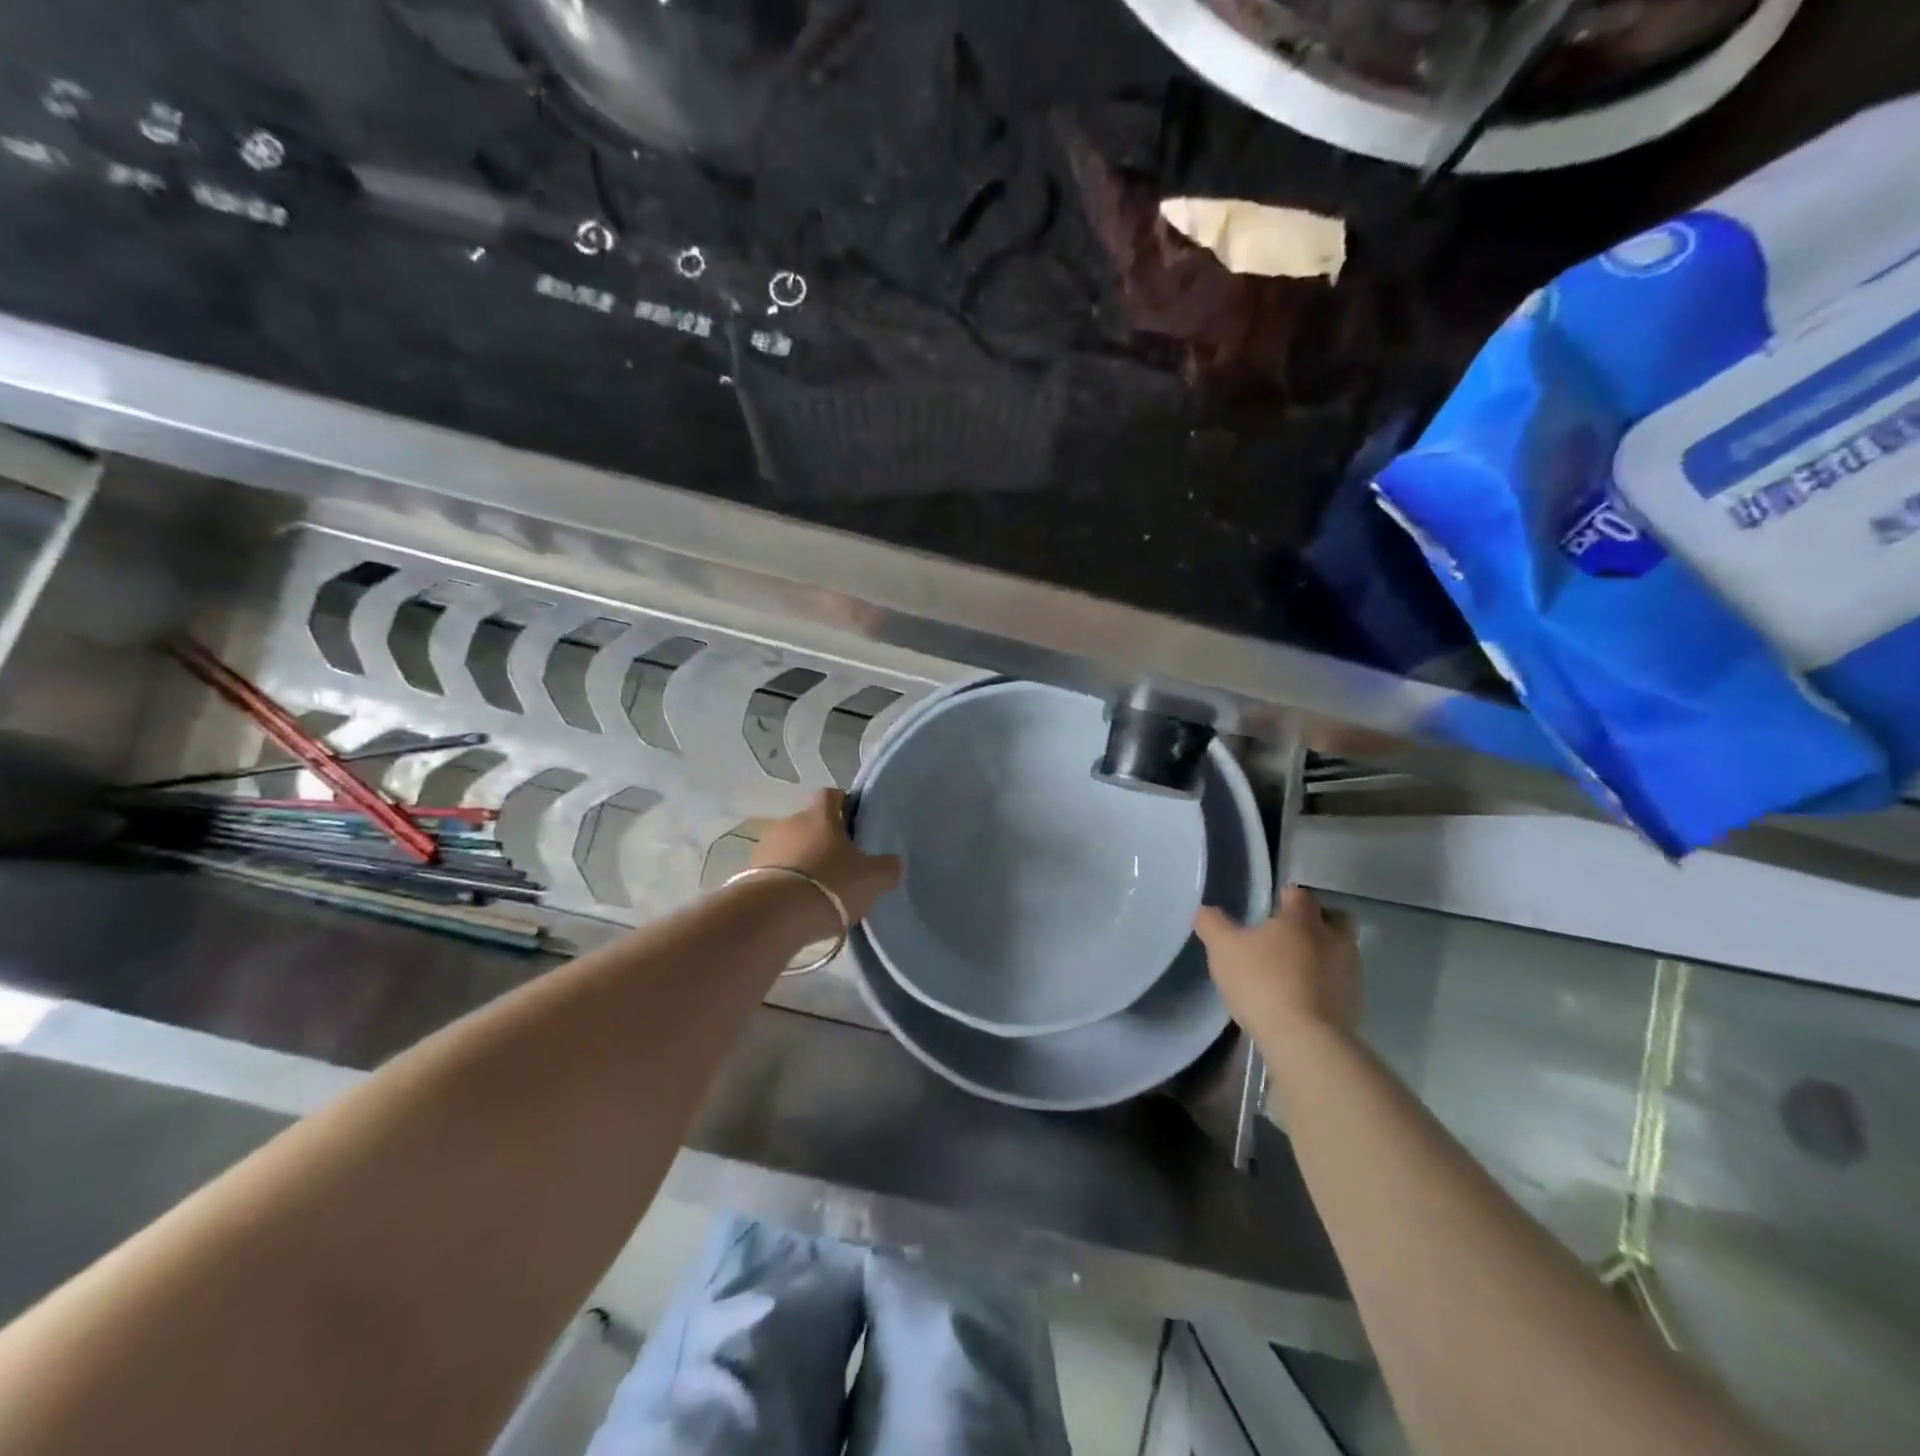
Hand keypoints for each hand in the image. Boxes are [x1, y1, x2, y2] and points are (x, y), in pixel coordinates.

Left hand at [751, 788, 902, 924]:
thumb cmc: (829, 885)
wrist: (772, 917)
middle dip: (825, 839)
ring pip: (791, 847)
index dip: (845, 805)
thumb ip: (887, 867)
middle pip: (810, 823)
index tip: (857, 824)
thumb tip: (893, 863)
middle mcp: (789, 822)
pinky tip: (798, 904)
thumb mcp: (872, 879)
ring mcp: (765, 848)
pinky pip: (774, 871)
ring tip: (819, 889)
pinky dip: (786, 882)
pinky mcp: (749, 874)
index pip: (832, 795)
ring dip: (803, 861)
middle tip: (843, 863)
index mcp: (820, 815)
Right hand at [1194, 886, 1361, 1049]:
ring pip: (1341, 952)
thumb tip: (1205, 911)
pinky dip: (1326, 985)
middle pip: (1334, 918)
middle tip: (1290, 934)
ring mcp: (1349, 972)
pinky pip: (1340, 984)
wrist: (1304, 1040)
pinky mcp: (1354, 1004)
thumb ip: (1212, 925)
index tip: (1272, 904)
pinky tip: (1304, 998)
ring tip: (1295, 969)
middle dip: (1316, 921)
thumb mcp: (1223, 949)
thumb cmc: (1262, 982)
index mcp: (1302, 919)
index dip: (1286, 896)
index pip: (1299, 894)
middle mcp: (1333, 938)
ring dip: (1323, 954)